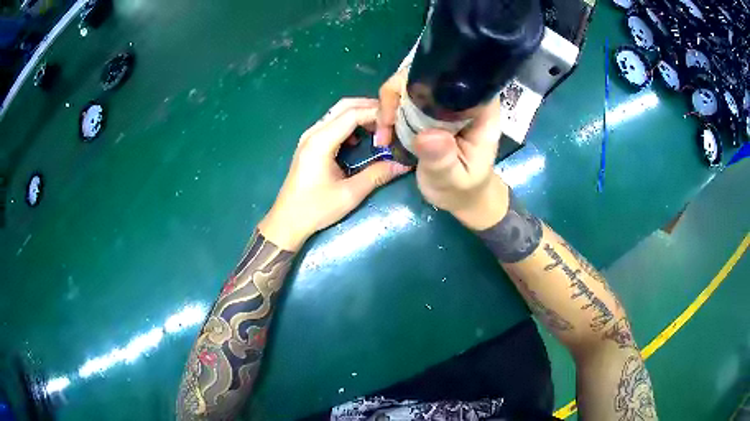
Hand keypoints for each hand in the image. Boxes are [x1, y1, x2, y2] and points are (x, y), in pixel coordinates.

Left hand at [260, 98, 410, 250]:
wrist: (287, 221)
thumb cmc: (315, 209)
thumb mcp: (349, 194)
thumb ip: (376, 175)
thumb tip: (403, 164)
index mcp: (320, 141)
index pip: (352, 114)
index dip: (376, 114)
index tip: (396, 122)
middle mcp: (313, 133)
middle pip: (344, 107)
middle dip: (369, 108)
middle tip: (391, 120)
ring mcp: (309, 137)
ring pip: (338, 113)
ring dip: (360, 115)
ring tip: (381, 128)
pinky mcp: (310, 144)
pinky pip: (332, 124)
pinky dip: (349, 124)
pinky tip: (361, 139)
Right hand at [376, 71, 509, 229]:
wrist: (461, 197)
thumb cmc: (464, 189)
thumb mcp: (454, 179)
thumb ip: (443, 160)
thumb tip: (428, 135)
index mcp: (479, 110)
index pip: (456, 77)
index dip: (426, 80)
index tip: (403, 106)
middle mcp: (461, 99)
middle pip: (426, 73)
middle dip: (399, 93)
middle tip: (386, 125)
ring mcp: (443, 102)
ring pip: (410, 83)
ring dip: (390, 104)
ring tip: (384, 136)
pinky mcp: (428, 109)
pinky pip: (404, 98)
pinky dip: (389, 112)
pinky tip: (385, 135)